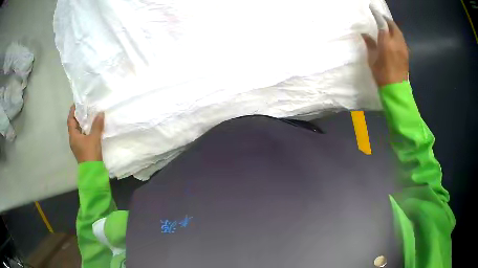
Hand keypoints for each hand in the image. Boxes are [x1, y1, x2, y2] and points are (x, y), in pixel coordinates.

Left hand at [67, 105, 104, 162]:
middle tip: (85, 108)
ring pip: (79, 132)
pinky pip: (83, 137)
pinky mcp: (83, 150)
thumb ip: (97, 126)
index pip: (70, 121)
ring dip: (83, 124)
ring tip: (90, 116)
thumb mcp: (94, 138)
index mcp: (73, 136)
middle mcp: (74, 140)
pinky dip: (86, 131)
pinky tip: (93, 129)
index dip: (72, 112)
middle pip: (74, 126)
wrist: (92, 172)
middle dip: (78, 117)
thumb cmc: (90, 154)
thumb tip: (100, 113)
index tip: (76, 104)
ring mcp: (78, 146)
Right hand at [362, 18, 408, 86]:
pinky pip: (401, 39)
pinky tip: (393, 37)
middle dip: (387, 20)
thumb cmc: (382, 75)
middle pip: (393, 26)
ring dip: (393, 27)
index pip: (382, 24)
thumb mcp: (372, 59)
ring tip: (387, 27)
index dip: (377, 15)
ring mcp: (403, 48)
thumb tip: (365, 34)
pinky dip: (397, 35)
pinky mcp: (406, 53)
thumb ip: (370, 44)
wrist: (396, 90)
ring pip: (398, 32)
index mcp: (386, 43)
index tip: (372, 8)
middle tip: (381, 18)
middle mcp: (397, 42)